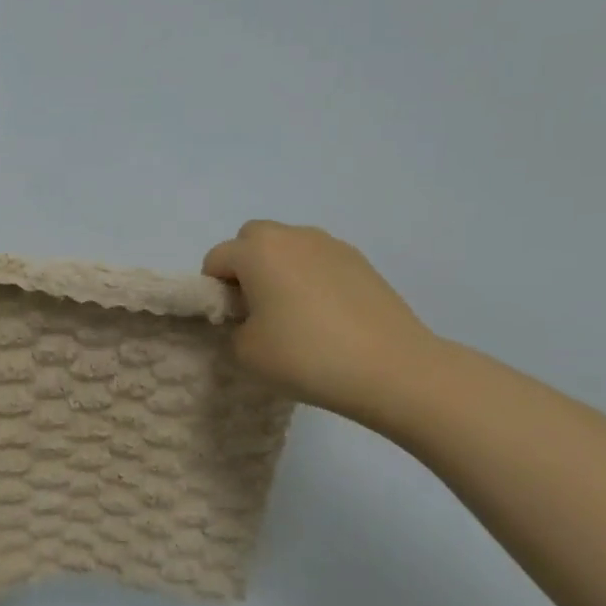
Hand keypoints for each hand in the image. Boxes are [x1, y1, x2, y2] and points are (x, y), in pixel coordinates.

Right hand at [202, 221, 436, 420]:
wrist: (391, 368)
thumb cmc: (306, 356)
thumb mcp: (244, 352)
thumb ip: (232, 327)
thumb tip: (248, 319)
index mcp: (257, 251)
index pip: (216, 258)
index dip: (213, 289)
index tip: (229, 320)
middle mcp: (292, 236)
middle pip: (252, 239)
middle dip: (245, 266)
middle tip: (255, 308)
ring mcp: (331, 245)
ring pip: (289, 247)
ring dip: (280, 269)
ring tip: (294, 313)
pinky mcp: (361, 262)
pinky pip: (319, 260)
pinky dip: (311, 278)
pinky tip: (325, 316)